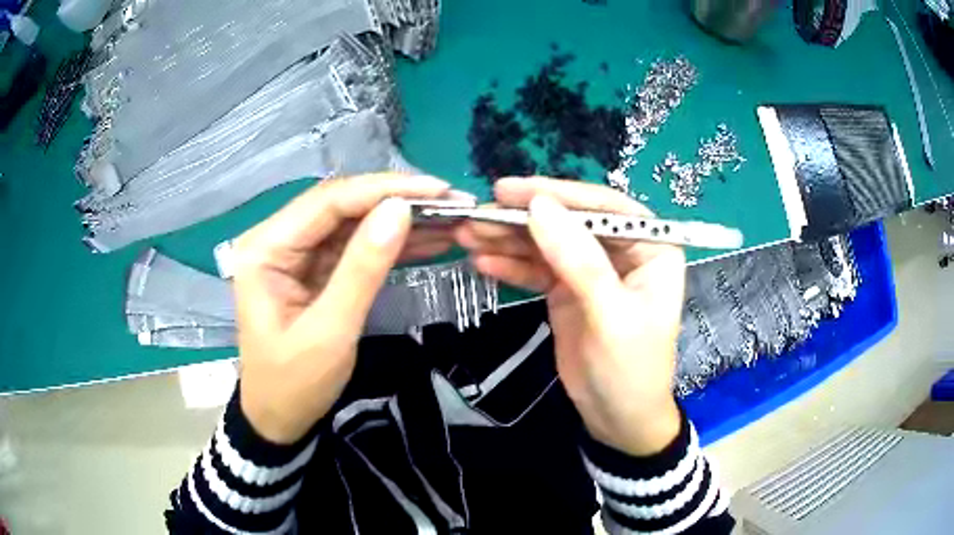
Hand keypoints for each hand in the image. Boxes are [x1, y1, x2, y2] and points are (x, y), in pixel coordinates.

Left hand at [232, 173, 455, 443]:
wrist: (279, 419)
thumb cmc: (294, 384)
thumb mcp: (331, 331)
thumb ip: (363, 268)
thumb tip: (400, 210)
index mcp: (266, 248)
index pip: (328, 201)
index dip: (384, 190)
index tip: (437, 189)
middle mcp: (277, 239)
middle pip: (341, 205)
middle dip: (396, 200)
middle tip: (450, 202)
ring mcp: (296, 253)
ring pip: (352, 222)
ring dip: (398, 220)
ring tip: (449, 218)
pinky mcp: (314, 269)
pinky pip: (354, 246)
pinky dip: (390, 243)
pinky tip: (427, 239)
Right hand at [456, 178, 685, 455]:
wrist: (616, 419)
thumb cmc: (630, 369)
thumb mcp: (610, 315)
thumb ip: (578, 260)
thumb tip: (539, 207)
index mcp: (650, 248)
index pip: (605, 207)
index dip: (560, 194)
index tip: (514, 191)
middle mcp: (621, 251)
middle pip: (570, 222)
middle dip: (524, 218)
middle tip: (478, 212)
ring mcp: (591, 270)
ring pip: (547, 244)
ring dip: (508, 239)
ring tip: (467, 233)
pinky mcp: (567, 290)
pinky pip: (537, 270)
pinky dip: (510, 265)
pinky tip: (481, 260)